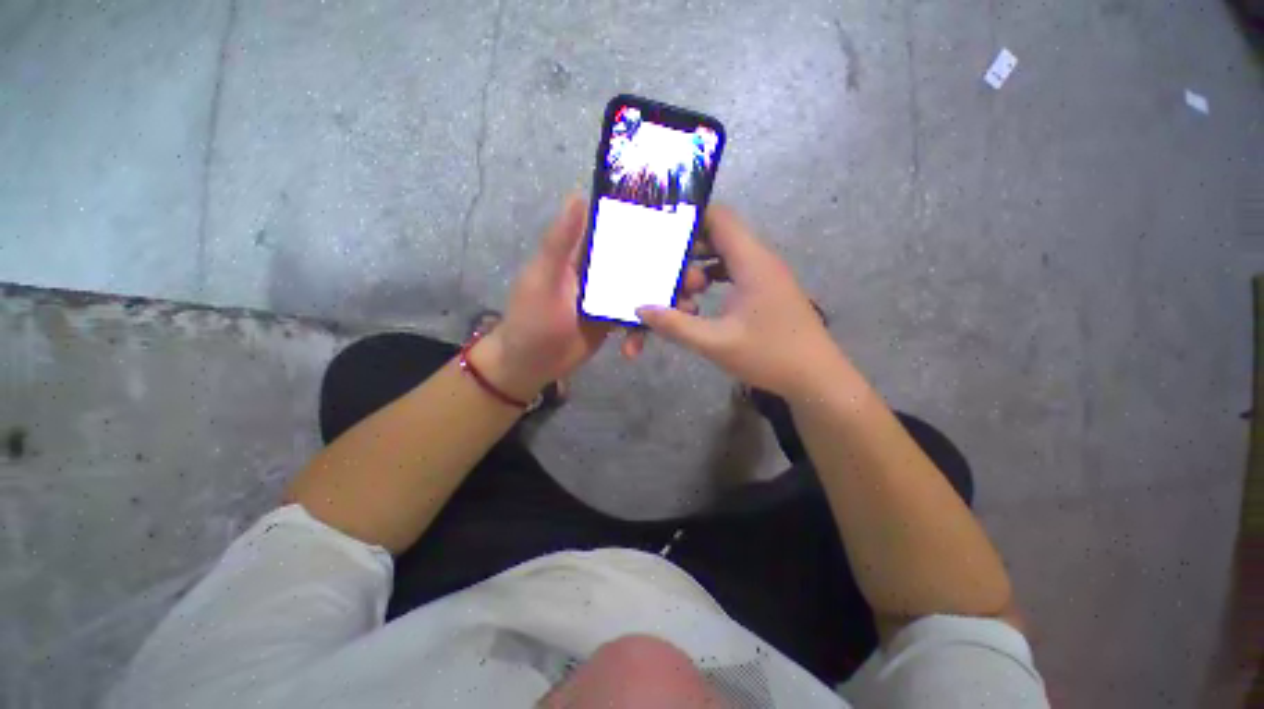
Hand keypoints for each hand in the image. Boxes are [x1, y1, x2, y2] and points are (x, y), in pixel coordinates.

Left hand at [473, 195, 709, 398]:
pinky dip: (644, 330)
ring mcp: (610, 297)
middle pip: (641, 262)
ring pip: (645, 291)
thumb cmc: (531, 319)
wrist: (530, 365)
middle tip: (698, 278)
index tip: (684, 226)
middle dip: (670, 269)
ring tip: (689, 308)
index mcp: (584, 253)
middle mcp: (601, 270)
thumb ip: (560, 243)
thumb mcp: (542, 279)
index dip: (649, 225)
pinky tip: (638, 347)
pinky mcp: (614, 321)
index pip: (618, 230)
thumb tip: (578, 195)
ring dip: (667, 299)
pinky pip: (637, 319)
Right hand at [636, 205, 842, 399]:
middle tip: (665, 275)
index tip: (661, 235)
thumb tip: (640, 310)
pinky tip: (698, 302)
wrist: (816, 379)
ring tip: (681, 294)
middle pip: (718, 235)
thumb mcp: (715, 343)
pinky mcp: (766, 290)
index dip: (689, 218)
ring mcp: (765, 275)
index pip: (719, 217)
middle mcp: (759, 260)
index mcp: (751, 262)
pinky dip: (713, 281)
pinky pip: (733, 273)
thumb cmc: (769, 356)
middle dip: (688, 252)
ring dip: (700, 270)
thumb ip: (675, 325)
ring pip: (724, 257)